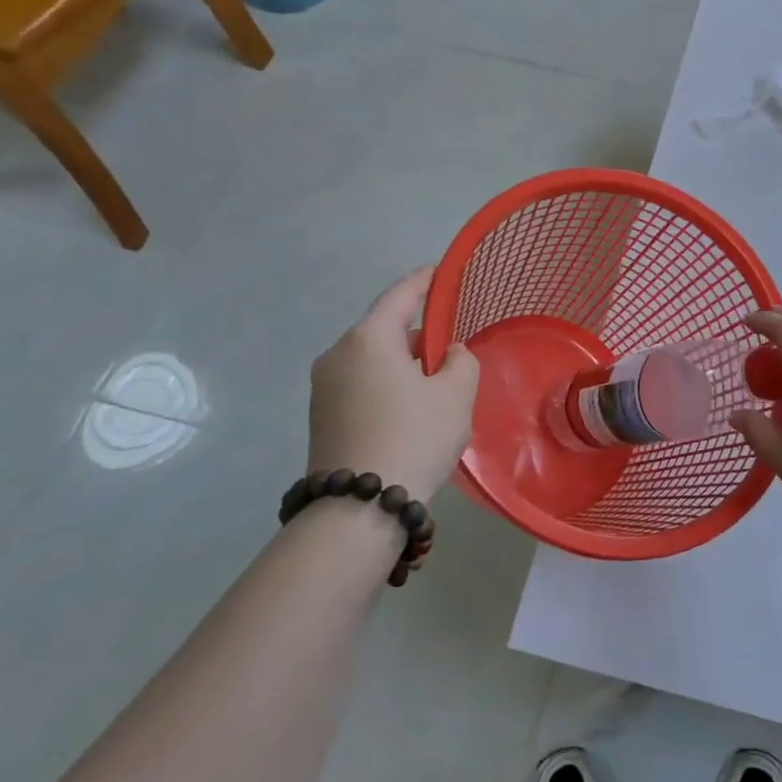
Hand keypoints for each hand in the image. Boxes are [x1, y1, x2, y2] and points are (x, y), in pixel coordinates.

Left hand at [308, 267, 477, 502]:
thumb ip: (460, 361)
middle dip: (416, 331)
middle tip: (449, 341)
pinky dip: (385, 383)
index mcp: (368, 339)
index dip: (424, 281)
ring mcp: (323, 388)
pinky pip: (360, 384)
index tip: (441, 272)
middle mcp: (337, 355)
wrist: (358, 509)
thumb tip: (447, 354)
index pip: (400, 295)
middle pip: (382, 328)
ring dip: (401, 361)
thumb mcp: (456, 394)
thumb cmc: (414, 437)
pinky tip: (410, 406)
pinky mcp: (321, 417)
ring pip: (371, 359)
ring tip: (434, 379)